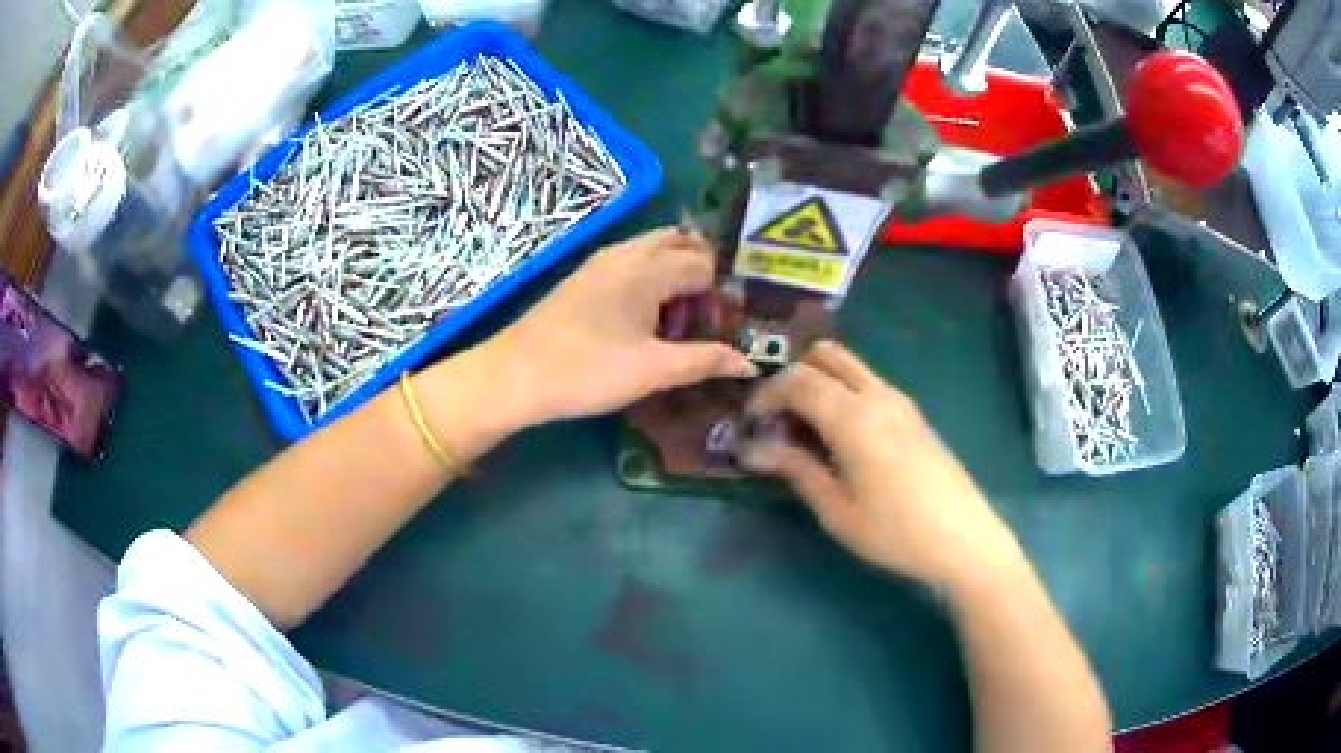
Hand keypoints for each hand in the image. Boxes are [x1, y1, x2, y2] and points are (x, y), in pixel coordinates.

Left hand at [477, 228, 756, 426]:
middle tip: (702, 318)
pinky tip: (642, 318)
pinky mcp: (584, 276)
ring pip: (654, 249)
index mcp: (649, 268)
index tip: (717, 331)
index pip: (704, 265)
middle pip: (681, 243)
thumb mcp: (652, 371)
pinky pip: (632, 260)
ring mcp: (601, 260)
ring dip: (675, 274)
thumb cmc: (587, 371)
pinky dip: (650, 277)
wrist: (514, 374)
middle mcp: (628, 252)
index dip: (718, 296)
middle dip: (701, 274)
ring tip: (674, 322)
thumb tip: (750, 362)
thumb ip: (704, 361)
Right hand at [741, 341, 1022, 592]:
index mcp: (853, 417)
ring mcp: (900, 401)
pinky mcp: (913, 414)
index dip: (766, 394)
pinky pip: (868, 383)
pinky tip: (841, 437)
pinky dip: (843, 392)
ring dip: (820, 381)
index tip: (750, 421)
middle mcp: (877, 395)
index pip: (797, 381)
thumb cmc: (894, 532)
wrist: (963, 538)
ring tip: (806, 428)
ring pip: (849, 365)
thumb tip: (752, 449)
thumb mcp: (837, 510)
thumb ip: (796, 470)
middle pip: (825, 355)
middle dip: (793, 374)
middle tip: (778, 416)